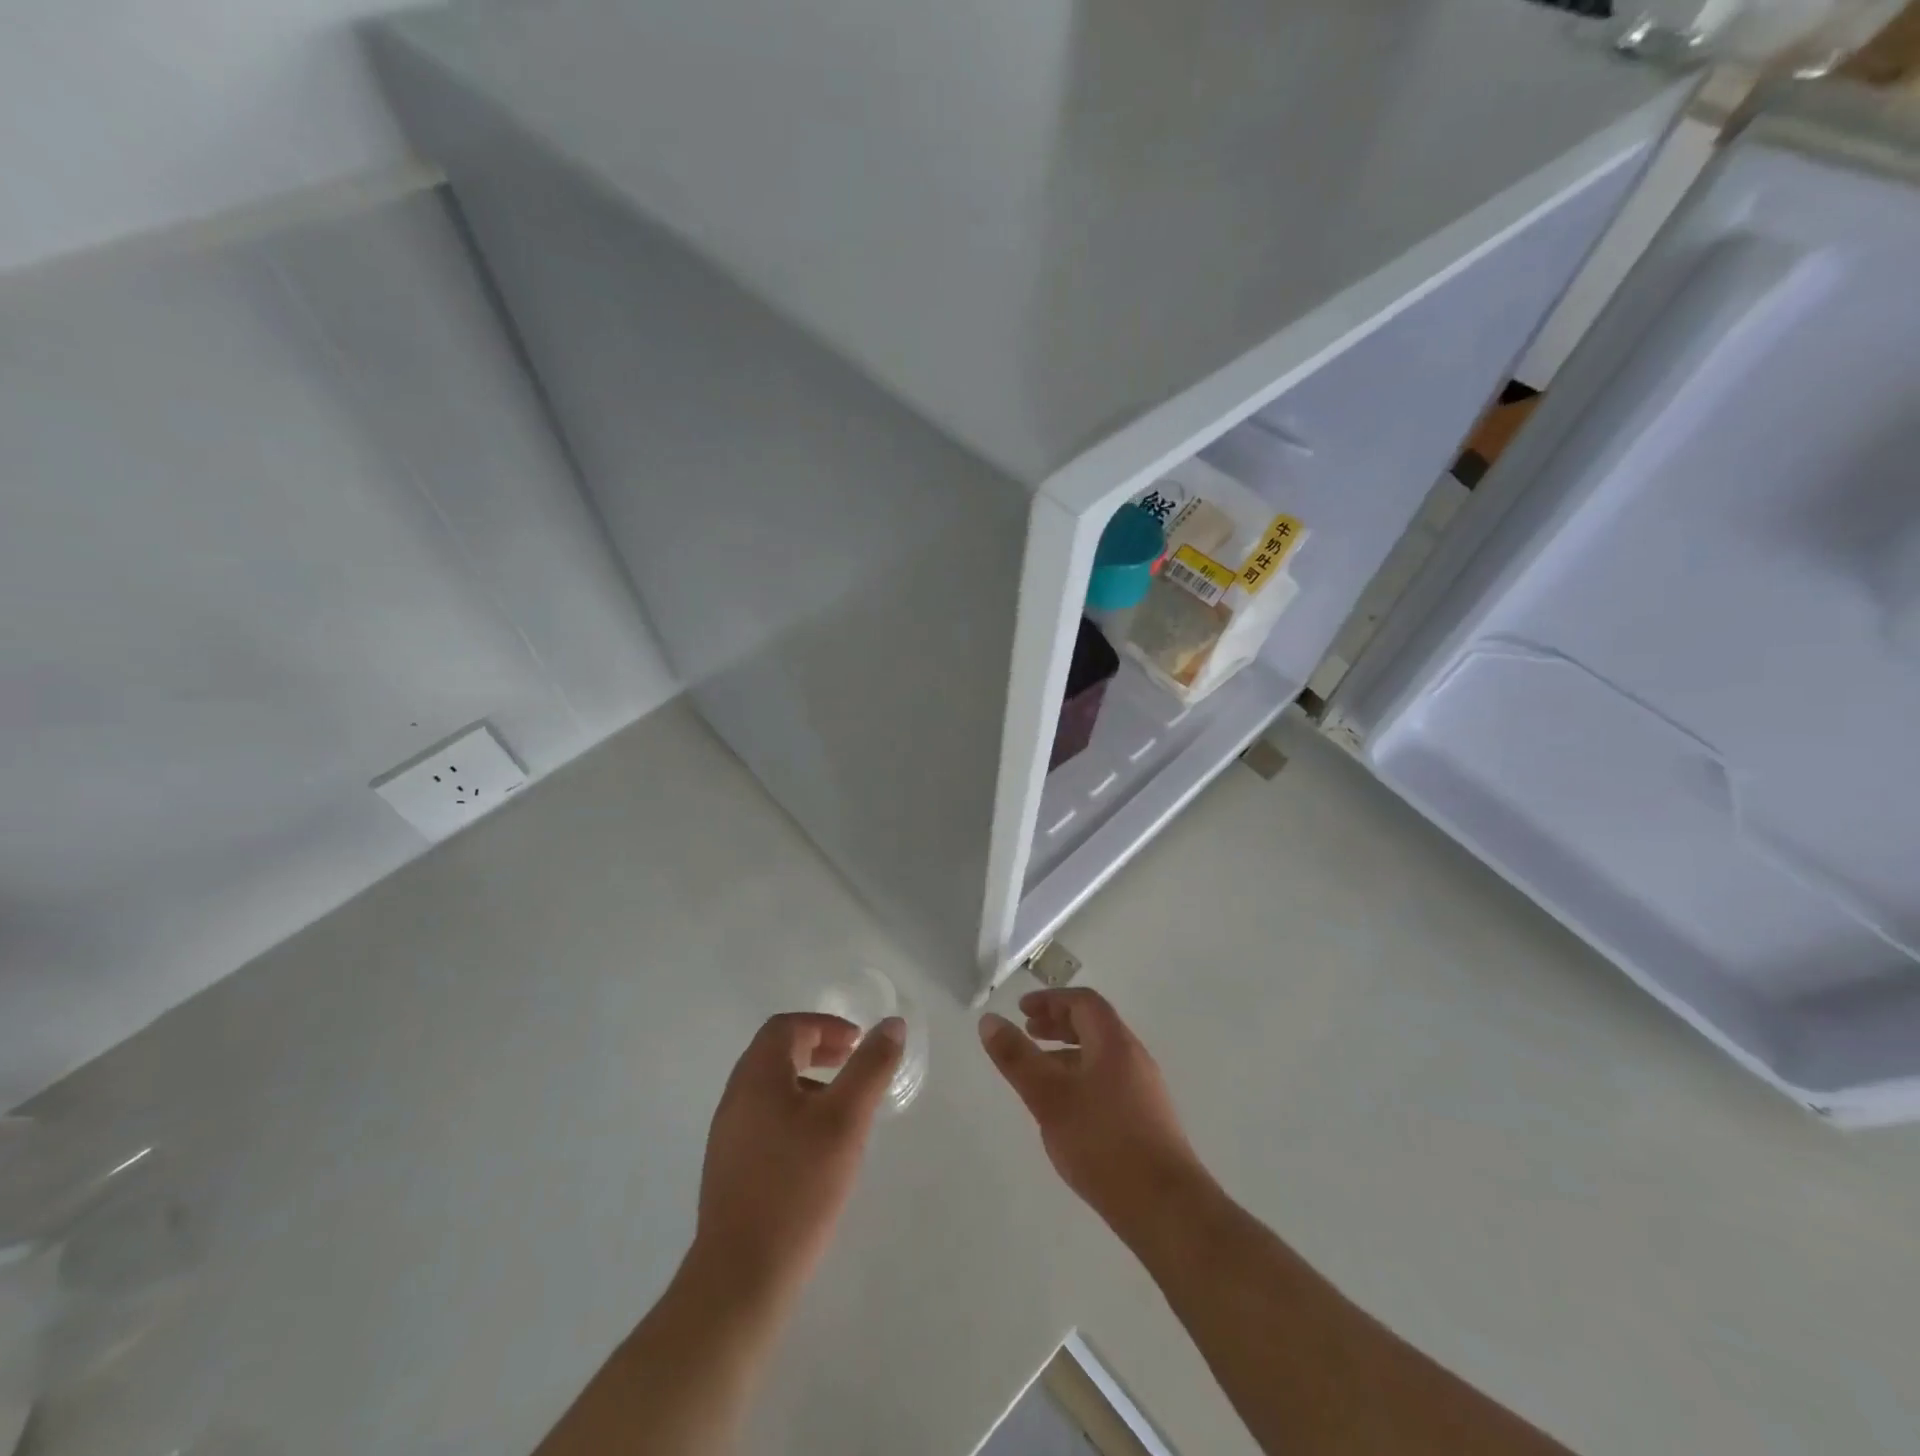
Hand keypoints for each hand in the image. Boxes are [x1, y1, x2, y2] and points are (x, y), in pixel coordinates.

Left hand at [691, 1012, 903, 1303]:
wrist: (741, 1278)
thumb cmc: (798, 1187)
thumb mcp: (846, 1120)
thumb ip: (870, 1067)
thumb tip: (892, 1024)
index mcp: (756, 1077)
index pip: (786, 1027)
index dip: (824, 1025)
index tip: (857, 1042)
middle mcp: (735, 1098)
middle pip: (774, 1053)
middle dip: (817, 1048)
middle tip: (852, 1062)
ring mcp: (728, 1136)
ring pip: (770, 1088)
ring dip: (807, 1081)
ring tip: (843, 1106)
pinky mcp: (729, 1169)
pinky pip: (764, 1118)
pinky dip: (794, 1111)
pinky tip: (818, 1148)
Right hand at [979, 989, 1202, 1230]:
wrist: (1166, 1207)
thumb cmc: (1103, 1142)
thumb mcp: (1049, 1097)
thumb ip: (1017, 1058)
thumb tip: (989, 1020)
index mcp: (1115, 1042)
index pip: (1083, 1002)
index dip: (1051, 1000)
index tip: (1022, 1011)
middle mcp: (1134, 1058)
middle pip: (1094, 1026)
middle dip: (1058, 1024)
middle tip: (1028, 1033)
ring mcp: (1145, 1090)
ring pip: (1101, 1056)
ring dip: (1069, 1054)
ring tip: (1041, 1073)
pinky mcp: (1148, 1120)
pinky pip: (1109, 1081)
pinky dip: (1082, 1078)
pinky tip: (1068, 1111)